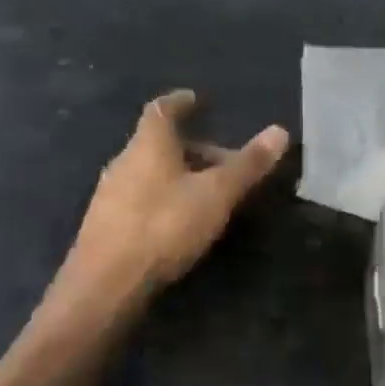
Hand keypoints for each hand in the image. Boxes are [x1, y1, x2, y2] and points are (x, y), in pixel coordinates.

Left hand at [42, 90, 289, 328]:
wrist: (104, 287)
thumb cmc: (163, 226)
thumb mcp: (216, 194)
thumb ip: (247, 164)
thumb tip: (280, 131)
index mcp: (148, 145)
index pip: (161, 110)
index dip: (179, 102)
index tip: (196, 99)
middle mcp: (123, 163)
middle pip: (159, 144)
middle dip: (193, 147)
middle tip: (224, 161)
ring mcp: (110, 195)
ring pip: (150, 172)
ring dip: (179, 175)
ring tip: (208, 192)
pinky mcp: (105, 226)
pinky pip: (141, 197)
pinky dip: (164, 197)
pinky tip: (180, 220)